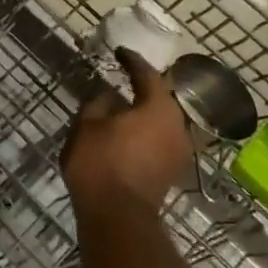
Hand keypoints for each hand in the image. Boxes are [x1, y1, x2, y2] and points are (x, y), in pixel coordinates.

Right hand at [61, 48, 192, 210]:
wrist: (118, 215)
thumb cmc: (100, 163)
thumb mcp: (87, 126)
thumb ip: (98, 104)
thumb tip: (109, 95)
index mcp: (158, 108)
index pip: (148, 75)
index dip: (132, 62)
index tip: (120, 52)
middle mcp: (177, 125)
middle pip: (163, 98)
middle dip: (145, 87)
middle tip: (126, 78)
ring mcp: (179, 150)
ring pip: (164, 120)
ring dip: (147, 111)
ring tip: (127, 106)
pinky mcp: (173, 169)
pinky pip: (162, 139)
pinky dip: (148, 131)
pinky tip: (131, 132)